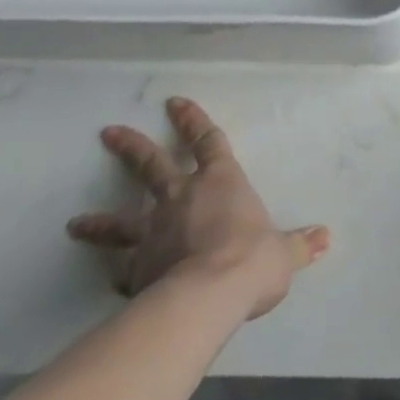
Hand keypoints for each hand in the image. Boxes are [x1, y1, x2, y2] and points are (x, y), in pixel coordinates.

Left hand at [67, 97, 330, 318]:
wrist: (207, 296)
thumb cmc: (251, 260)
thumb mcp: (284, 253)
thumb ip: (299, 244)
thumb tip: (325, 237)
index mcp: (221, 182)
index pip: (208, 141)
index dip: (193, 121)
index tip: (174, 103)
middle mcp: (182, 198)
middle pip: (152, 165)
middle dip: (132, 147)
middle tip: (109, 132)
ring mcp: (153, 233)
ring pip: (121, 220)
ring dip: (99, 220)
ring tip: (75, 222)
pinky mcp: (136, 270)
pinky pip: (122, 270)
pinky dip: (116, 274)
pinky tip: (109, 280)